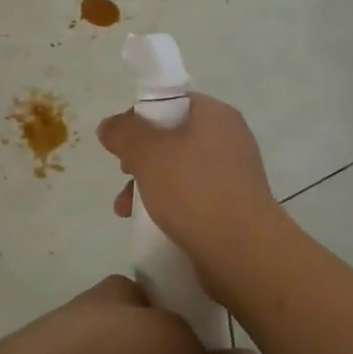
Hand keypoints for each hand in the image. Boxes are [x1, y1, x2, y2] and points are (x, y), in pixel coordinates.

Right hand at [97, 92, 287, 292]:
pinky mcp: (233, 206)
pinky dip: (169, 204)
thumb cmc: (193, 191)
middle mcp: (229, 138)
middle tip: (124, 173)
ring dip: (148, 184)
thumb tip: (109, 126)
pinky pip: (192, 196)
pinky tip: (148, 224)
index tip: (122, 140)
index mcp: (215, 115)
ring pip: (178, 169)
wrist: (243, 252)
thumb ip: (123, 133)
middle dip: (140, 156)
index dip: (141, 116)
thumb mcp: (147, 154)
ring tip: (125, 208)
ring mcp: (233, 174)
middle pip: (172, 136)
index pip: (171, 101)